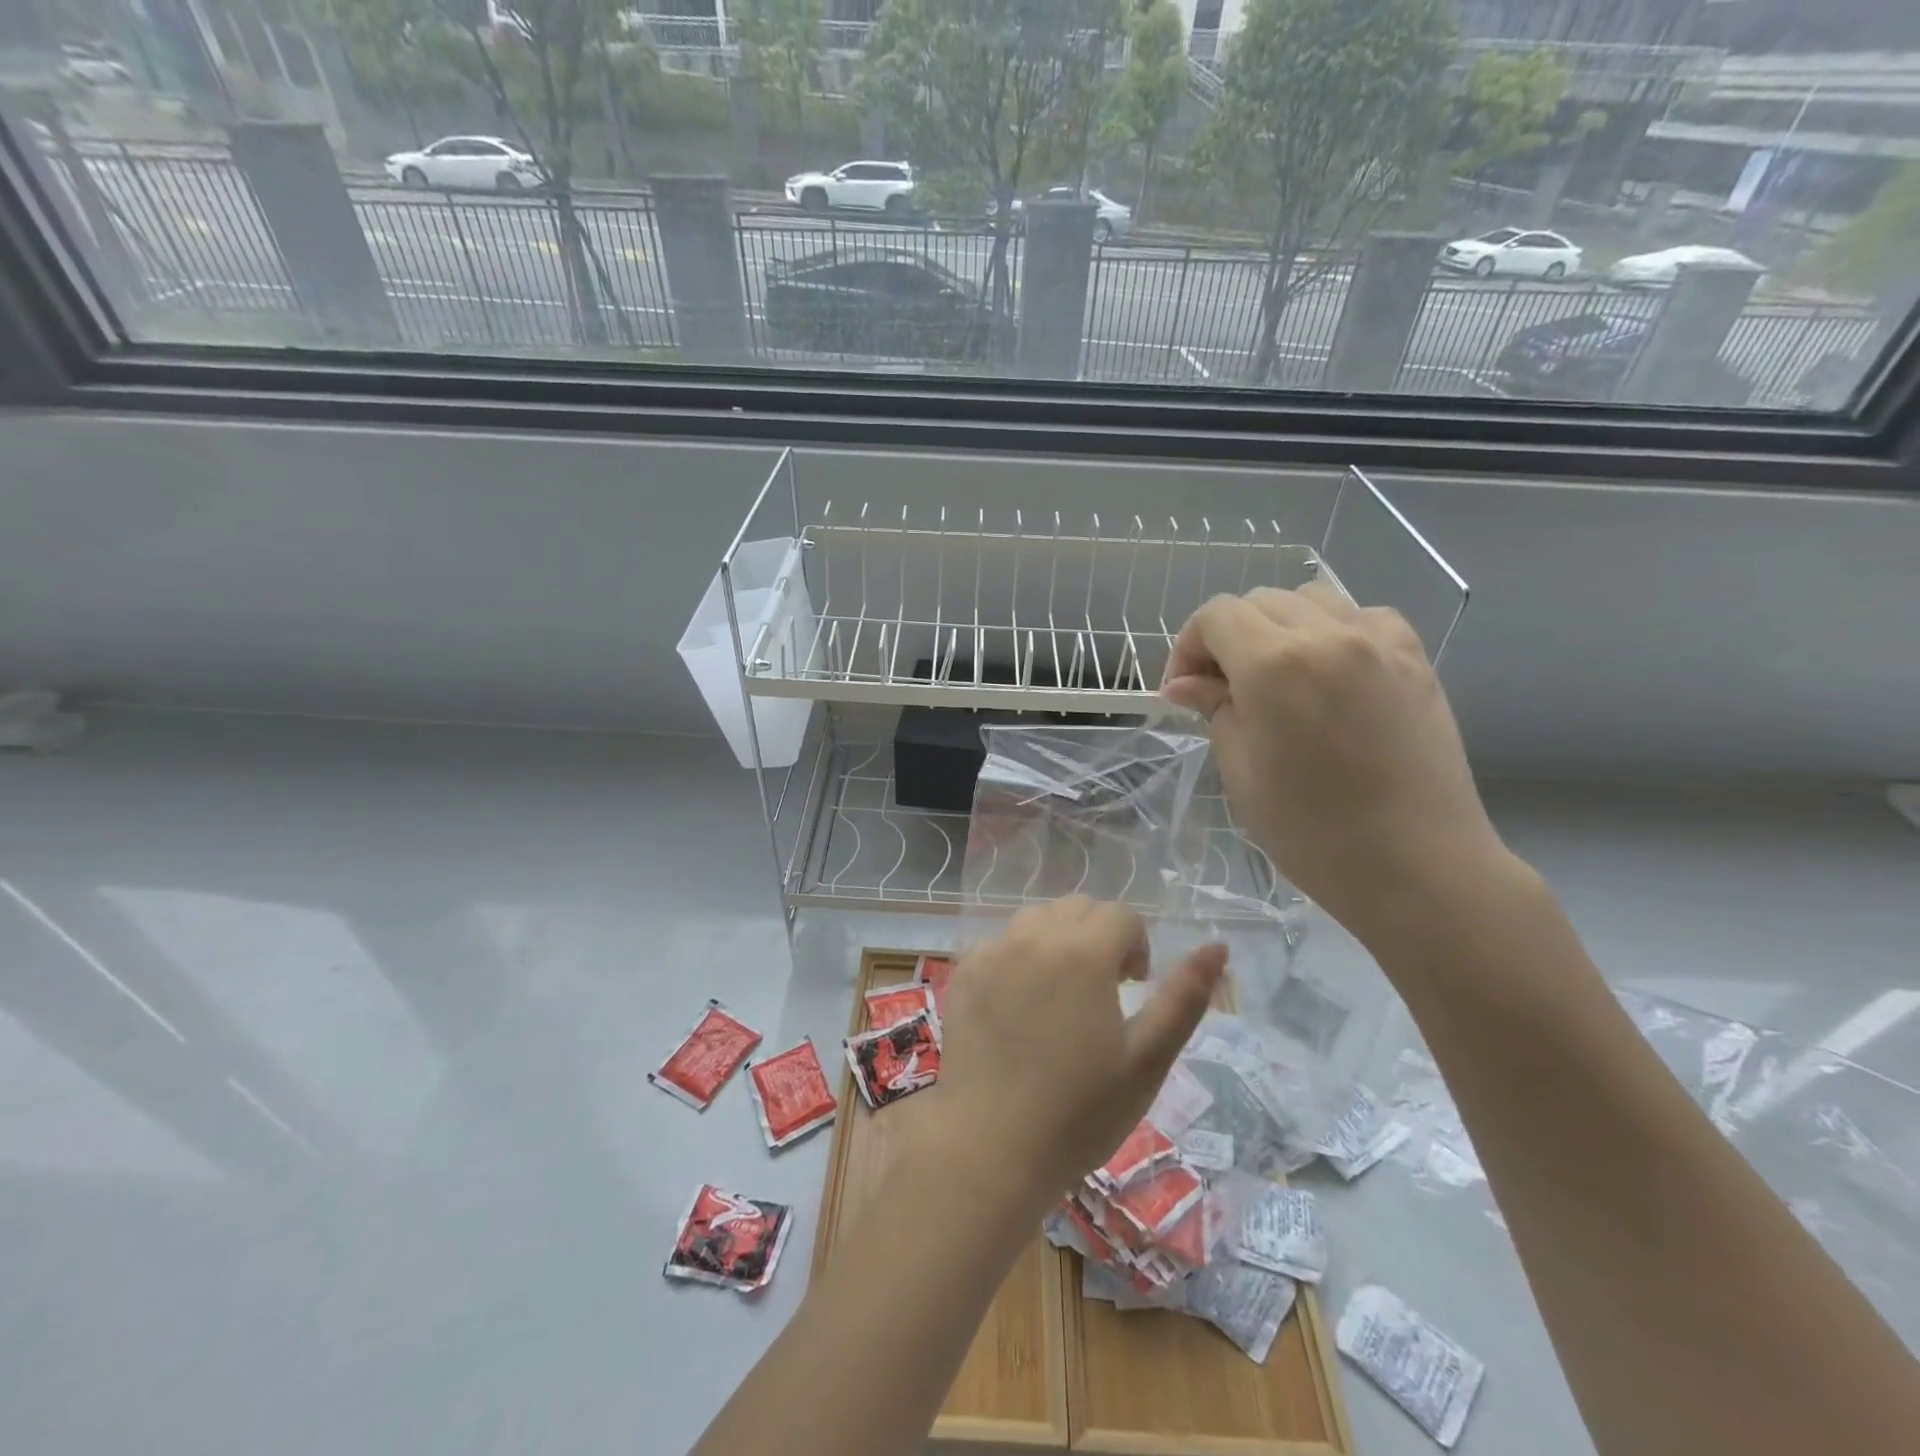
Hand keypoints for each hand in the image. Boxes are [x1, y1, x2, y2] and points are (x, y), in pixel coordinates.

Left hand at [902, 898, 1224, 1218]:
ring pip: (1036, 918)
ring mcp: (991, 953)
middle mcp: (1032, 938)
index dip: (1136, 946)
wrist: (990, 1148)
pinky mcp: (963, 973)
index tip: (1133, 988)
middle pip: (1077, 908)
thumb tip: (1218, 947)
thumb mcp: (1147, 1060)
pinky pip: (1000, 942)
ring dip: (1059, 940)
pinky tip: (1020, 1006)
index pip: (1120, 914)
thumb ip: (1184, 997)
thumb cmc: (1079, 1112)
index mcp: (1081, 953)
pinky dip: (1019, 956)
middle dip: (1100, 936)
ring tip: (1062, 993)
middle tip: (1103, 991)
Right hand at [1162, 582, 1509, 947]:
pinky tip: (1329, 673)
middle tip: (1220, 688)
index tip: (1183, 690)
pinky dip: (1332, 630)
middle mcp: (1329, 635)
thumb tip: (1184, 684)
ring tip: (1275, 676)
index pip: (1216, 616)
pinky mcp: (1415, 658)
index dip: (1187, 645)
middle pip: (1260, 600)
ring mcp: (1380, 641)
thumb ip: (1215, 709)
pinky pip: (1362, 616)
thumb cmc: (1312, 831)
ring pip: (1311, 598)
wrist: (1417, 866)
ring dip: (1279, 626)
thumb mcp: (1242, 770)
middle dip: (1228, 636)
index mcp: (1275, 664)